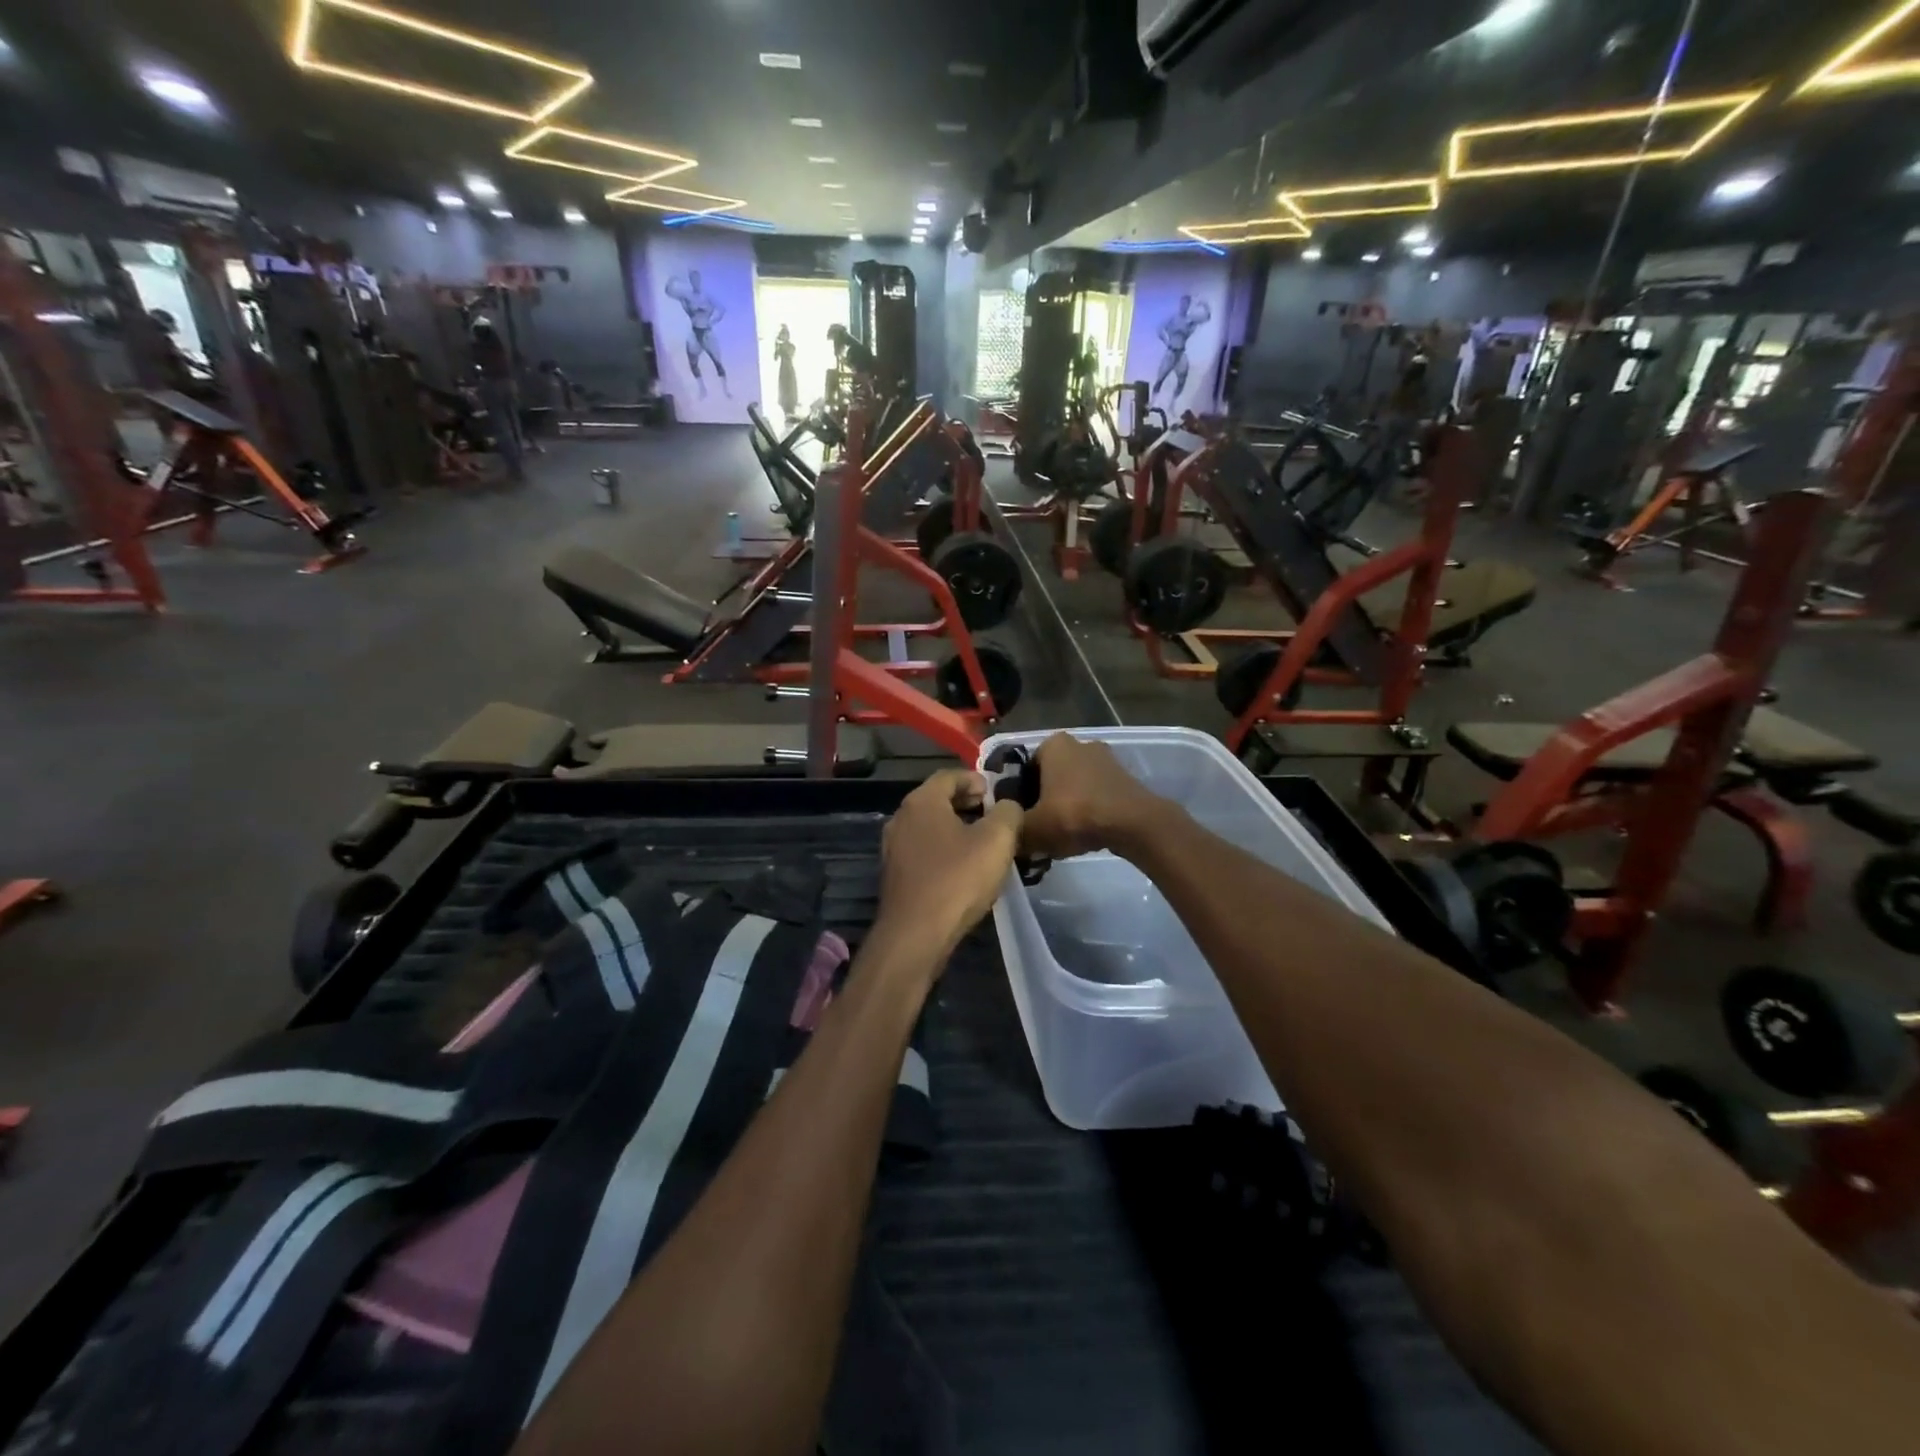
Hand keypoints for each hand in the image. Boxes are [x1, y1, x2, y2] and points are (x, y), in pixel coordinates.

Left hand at [877, 770, 1023, 958]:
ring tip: (984, 843)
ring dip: (956, 828)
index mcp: (922, 801)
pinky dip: (944, 849)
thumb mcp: (997, 840)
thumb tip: (1007, 806)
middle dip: (967, 803)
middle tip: (994, 816)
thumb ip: (1008, 813)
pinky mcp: (895, 874)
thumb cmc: (957, 879)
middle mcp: (901, 818)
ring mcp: (893, 848)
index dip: (976, 780)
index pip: (949, 775)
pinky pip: (923, 850)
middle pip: (937, 799)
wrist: (916, 935)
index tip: (996, 794)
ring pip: (930, 826)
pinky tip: (963, 868)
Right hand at [1019, 734, 1167, 860]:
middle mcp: (1079, 743)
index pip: (1023, 769)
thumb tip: (1005, 835)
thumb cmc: (1076, 814)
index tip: (1019, 820)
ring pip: (1074, 787)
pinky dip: (1088, 811)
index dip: (1019, 796)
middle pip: (1050, 777)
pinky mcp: (1124, 778)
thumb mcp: (1031, 828)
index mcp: (1052, 744)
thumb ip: (1012, 830)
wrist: (1133, 824)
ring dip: (1066, 808)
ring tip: (1062, 837)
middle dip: (1043, 801)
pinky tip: (1086, 834)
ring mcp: (1106, 759)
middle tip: (1039, 829)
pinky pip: (1095, 795)